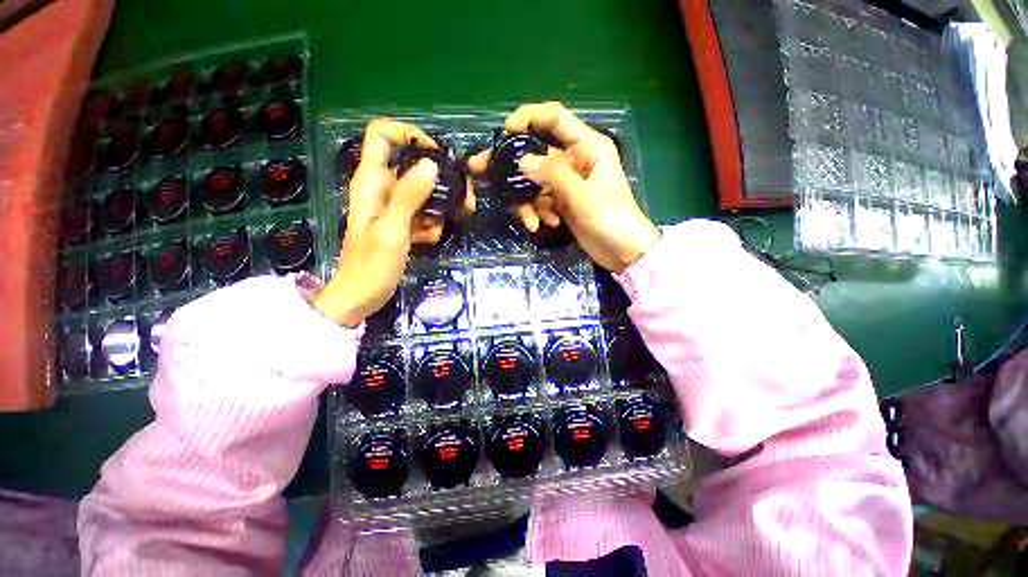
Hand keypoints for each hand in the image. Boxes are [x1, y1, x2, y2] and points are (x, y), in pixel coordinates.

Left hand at [313, 119, 474, 325]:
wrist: (361, 296)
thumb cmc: (371, 265)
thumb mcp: (392, 230)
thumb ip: (409, 196)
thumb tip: (430, 165)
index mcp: (371, 181)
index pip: (382, 135)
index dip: (408, 134)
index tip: (436, 154)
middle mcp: (382, 188)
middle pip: (412, 165)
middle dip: (439, 179)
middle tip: (463, 198)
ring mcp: (393, 207)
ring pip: (422, 191)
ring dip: (438, 207)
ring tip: (443, 227)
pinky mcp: (401, 223)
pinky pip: (422, 213)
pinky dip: (430, 224)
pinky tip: (429, 239)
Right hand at [467, 102, 658, 271]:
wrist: (624, 252)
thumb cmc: (612, 220)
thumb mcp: (584, 196)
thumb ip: (554, 176)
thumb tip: (522, 161)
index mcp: (587, 147)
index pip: (555, 118)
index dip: (529, 117)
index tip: (504, 131)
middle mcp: (574, 160)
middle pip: (536, 153)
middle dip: (511, 166)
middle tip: (480, 169)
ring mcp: (566, 183)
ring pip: (534, 183)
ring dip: (528, 203)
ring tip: (533, 222)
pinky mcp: (562, 202)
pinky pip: (540, 201)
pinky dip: (538, 213)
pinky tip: (546, 225)